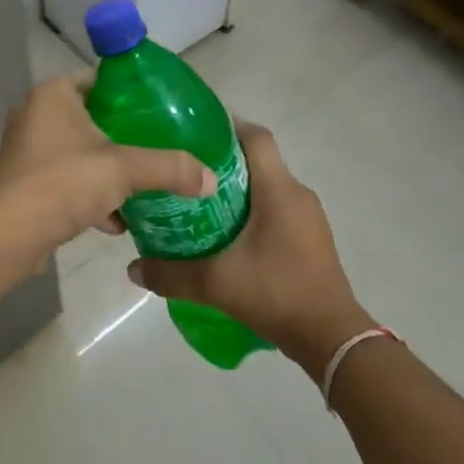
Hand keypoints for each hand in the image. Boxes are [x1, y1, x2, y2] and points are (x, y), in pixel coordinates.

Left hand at [0, 76, 215, 268]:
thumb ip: (170, 168)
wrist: (10, 236)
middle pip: (91, 117)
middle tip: (156, 147)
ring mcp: (25, 149)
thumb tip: (210, 178)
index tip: (161, 111)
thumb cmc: (64, 183)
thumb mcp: (125, 170)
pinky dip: (88, 194)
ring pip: (78, 152)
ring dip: (106, 170)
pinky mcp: (22, 182)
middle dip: (123, 137)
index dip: (132, 93)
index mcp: (53, 94)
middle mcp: (34, 114)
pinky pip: (64, 179)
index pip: (100, 80)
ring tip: (140, 186)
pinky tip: (114, 220)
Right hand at [127, 123, 374, 372]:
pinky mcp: (312, 237)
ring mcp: (309, 216)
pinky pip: (279, 207)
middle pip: (259, 160)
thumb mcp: (216, 284)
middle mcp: (297, 193)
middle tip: (186, 174)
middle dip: (223, 162)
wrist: (331, 336)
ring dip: (239, 189)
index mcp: (278, 190)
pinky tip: (229, 234)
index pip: (256, 137)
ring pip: (269, 185)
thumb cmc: (276, 293)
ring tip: (201, 203)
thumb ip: (171, 274)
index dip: (227, 126)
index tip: (194, 134)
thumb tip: (132, 268)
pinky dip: (254, 210)